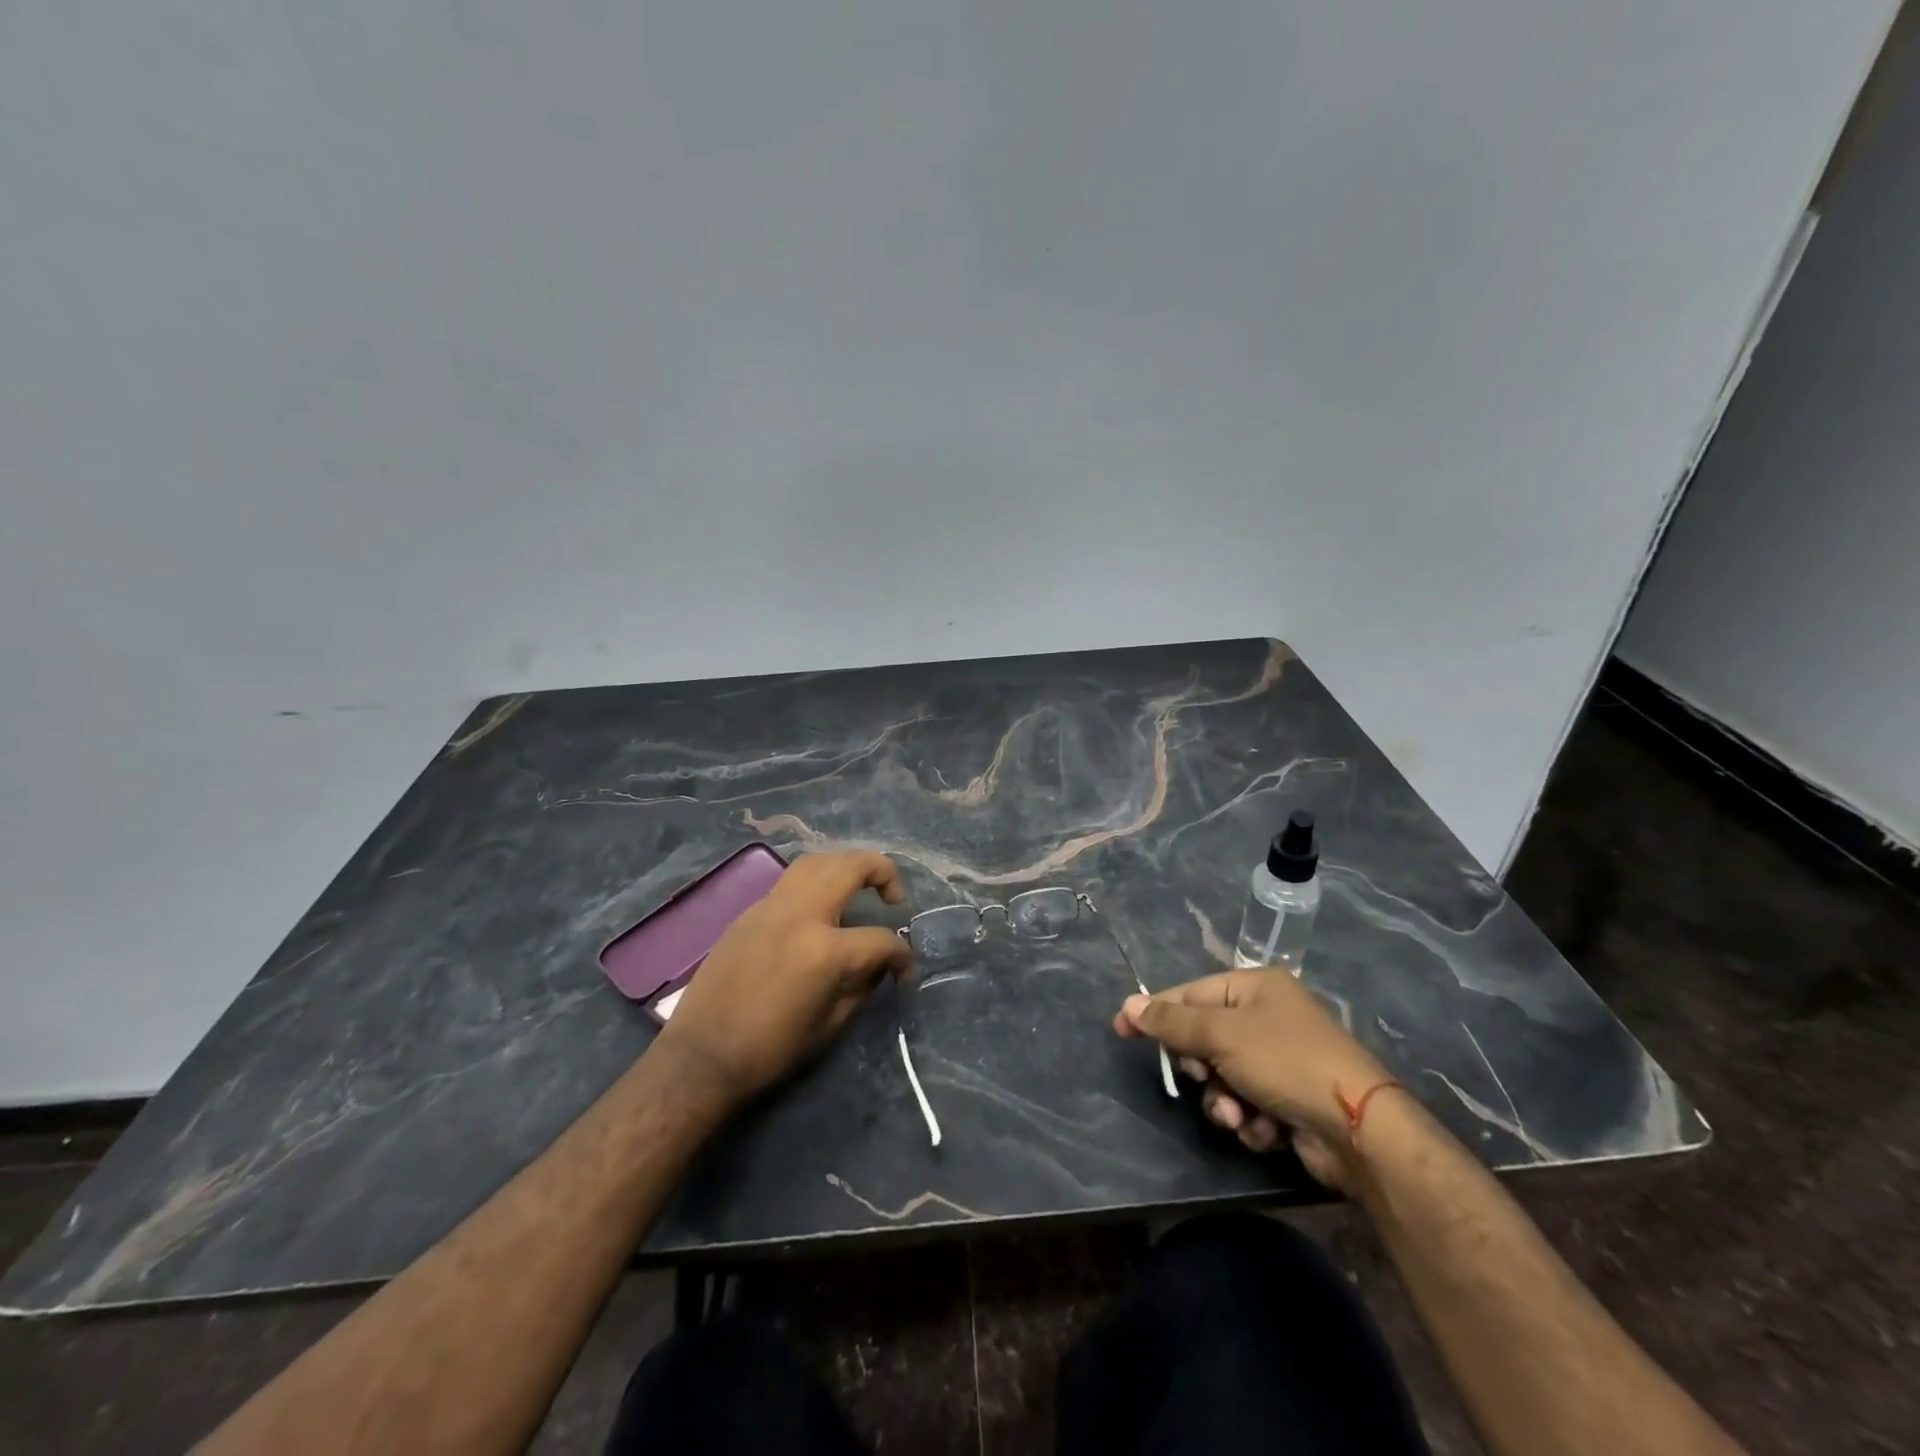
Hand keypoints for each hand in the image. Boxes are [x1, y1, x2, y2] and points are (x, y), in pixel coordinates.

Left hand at [653, 851, 911, 1109]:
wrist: (701, 1057)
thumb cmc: (771, 1050)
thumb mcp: (831, 1024)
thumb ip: (864, 984)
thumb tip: (881, 964)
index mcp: (823, 950)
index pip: (880, 939)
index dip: (902, 956)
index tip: (905, 971)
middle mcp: (800, 915)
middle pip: (851, 866)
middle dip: (883, 872)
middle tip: (894, 896)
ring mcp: (771, 907)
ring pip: (817, 861)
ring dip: (846, 866)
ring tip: (859, 888)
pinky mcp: (750, 912)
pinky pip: (791, 882)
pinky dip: (816, 884)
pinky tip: (821, 909)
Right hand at [1114, 968, 1391, 1191]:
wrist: (1358, 1128)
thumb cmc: (1285, 1062)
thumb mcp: (1221, 1035)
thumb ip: (1172, 1021)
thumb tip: (1129, 1004)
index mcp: (1255, 987)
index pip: (1191, 994)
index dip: (1156, 1012)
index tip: (1121, 1030)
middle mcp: (1268, 1017)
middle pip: (1205, 1039)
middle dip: (1201, 1068)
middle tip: (1202, 1077)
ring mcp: (1281, 1060)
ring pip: (1222, 1078)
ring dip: (1224, 1101)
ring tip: (1240, 1116)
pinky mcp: (1290, 1100)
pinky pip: (1247, 1105)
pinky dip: (1250, 1120)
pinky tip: (1267, 1130)